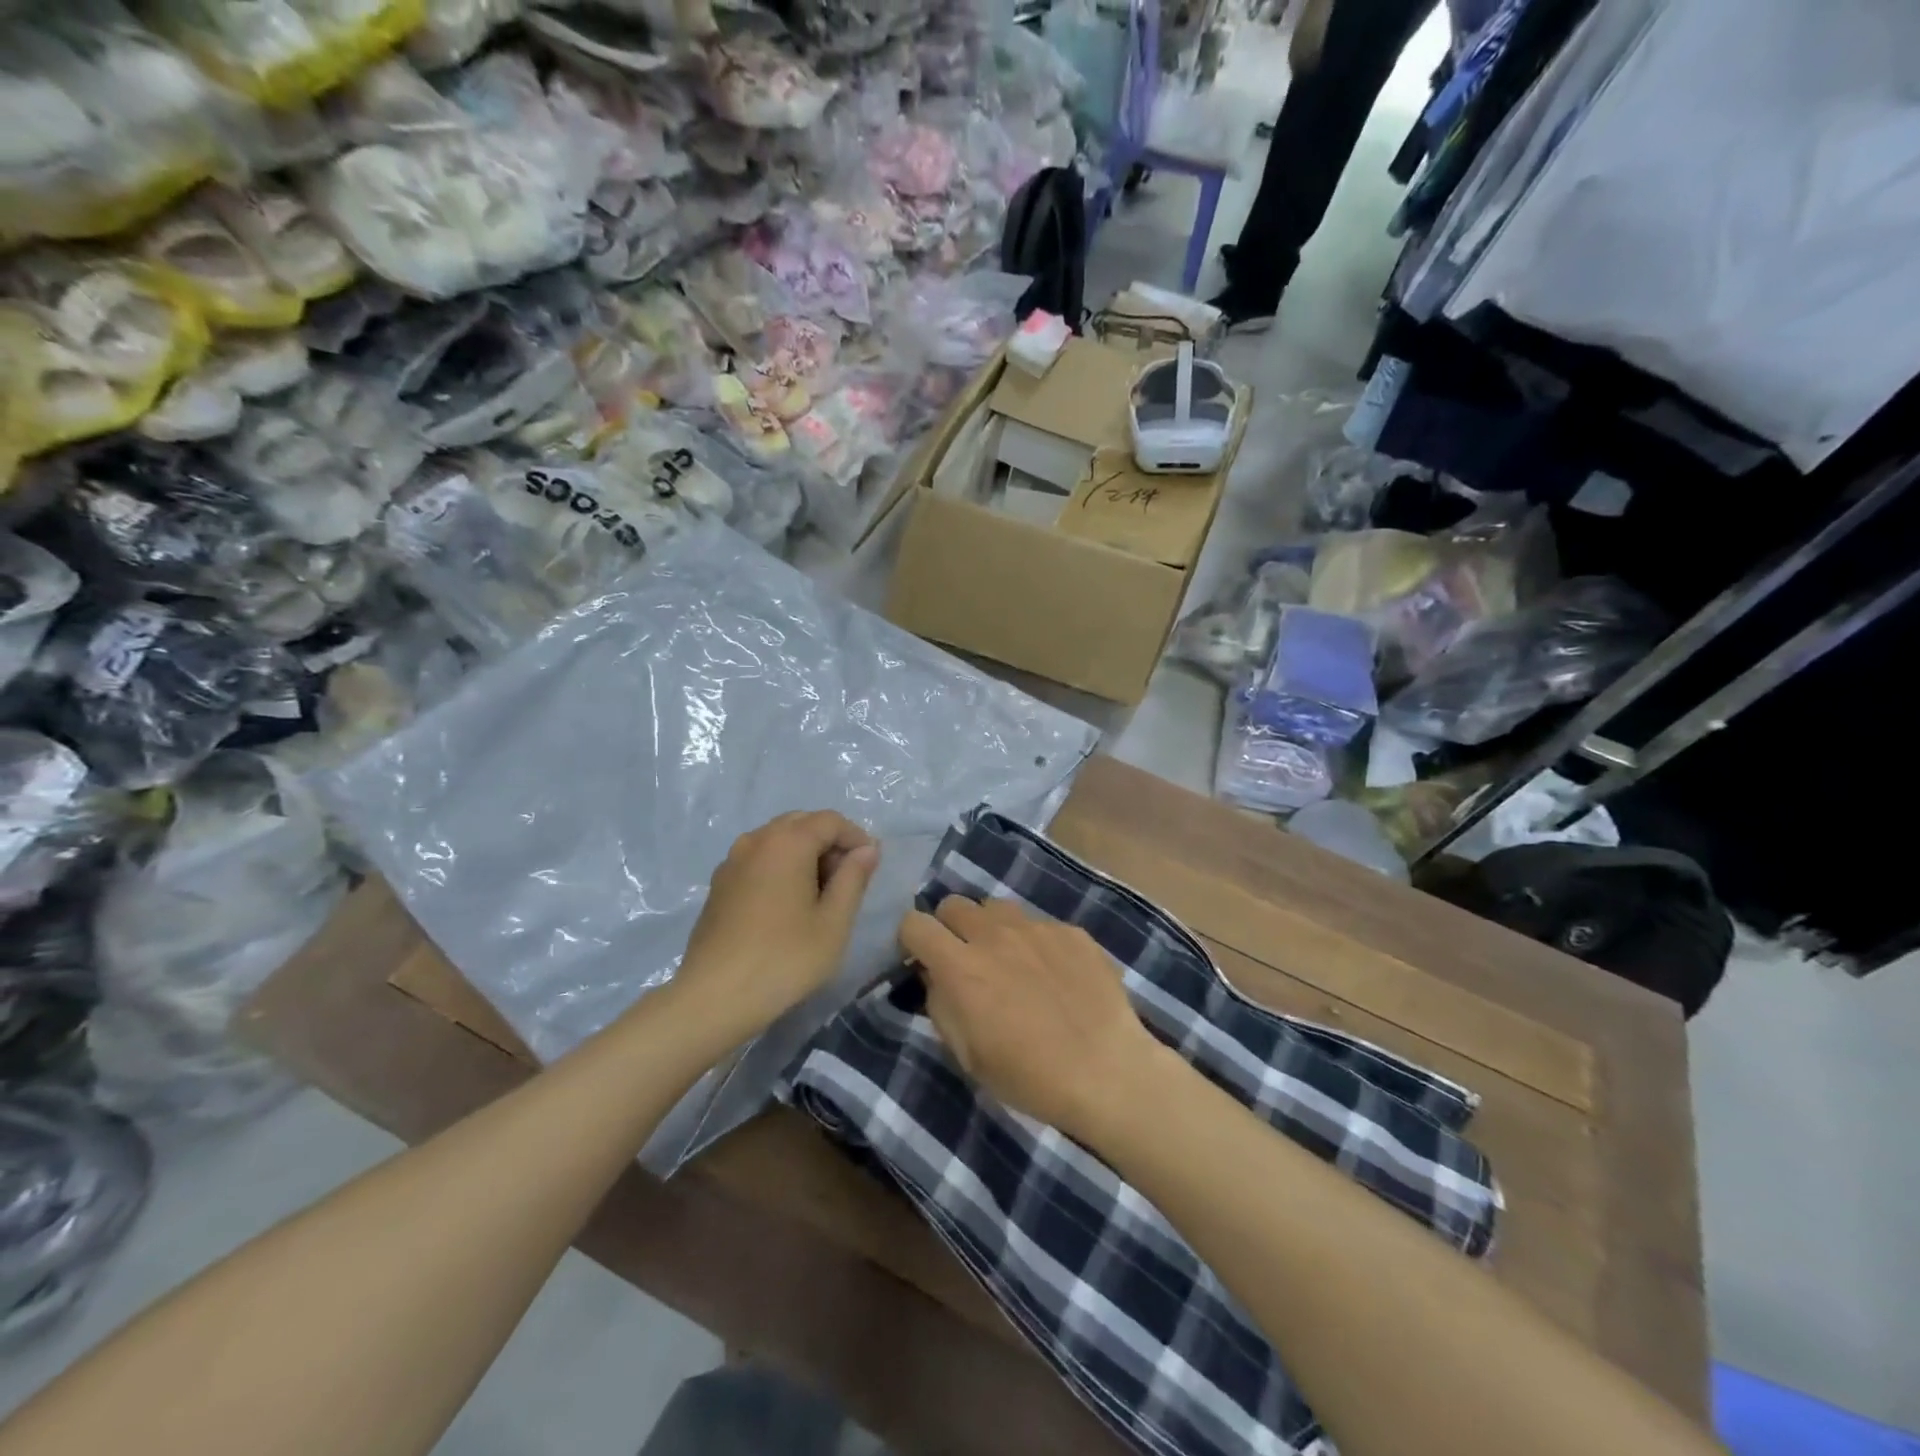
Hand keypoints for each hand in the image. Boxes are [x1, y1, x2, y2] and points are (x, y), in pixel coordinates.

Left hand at [677, 811, 879, 1036]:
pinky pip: (758, 860)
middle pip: (801, 824)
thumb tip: (867, 849)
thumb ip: (853, 878)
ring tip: (818, 895)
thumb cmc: (784, 958)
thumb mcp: (834, 922)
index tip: (871, 866)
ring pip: (777, 841)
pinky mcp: (719, 885)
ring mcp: (732, 862)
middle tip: (846, 880)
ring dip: (803, 854)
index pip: (830, 820)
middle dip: (829, 843)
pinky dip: (780, 868)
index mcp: (787, 842)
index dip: (856, 837)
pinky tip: (787, 906)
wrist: (714, 998)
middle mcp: (756, 840)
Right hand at [899, 897, 1162, 1144]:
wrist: (1107, 1072)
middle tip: (964, 959)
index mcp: (960, 967)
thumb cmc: (1029, 1077)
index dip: (912, 940)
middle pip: (953, 904)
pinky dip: (1034, 942)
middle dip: (949, 927)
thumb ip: (941, 1005)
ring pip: (996, 907)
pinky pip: (1038, 924)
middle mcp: (994, 935)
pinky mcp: (1070, 931)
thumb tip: (935, 976)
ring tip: (1009, 961)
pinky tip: (1053, 975)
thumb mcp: (967, 1055)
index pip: (915, 924)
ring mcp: (1036, 928)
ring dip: (990, 928)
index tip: (922, 959)